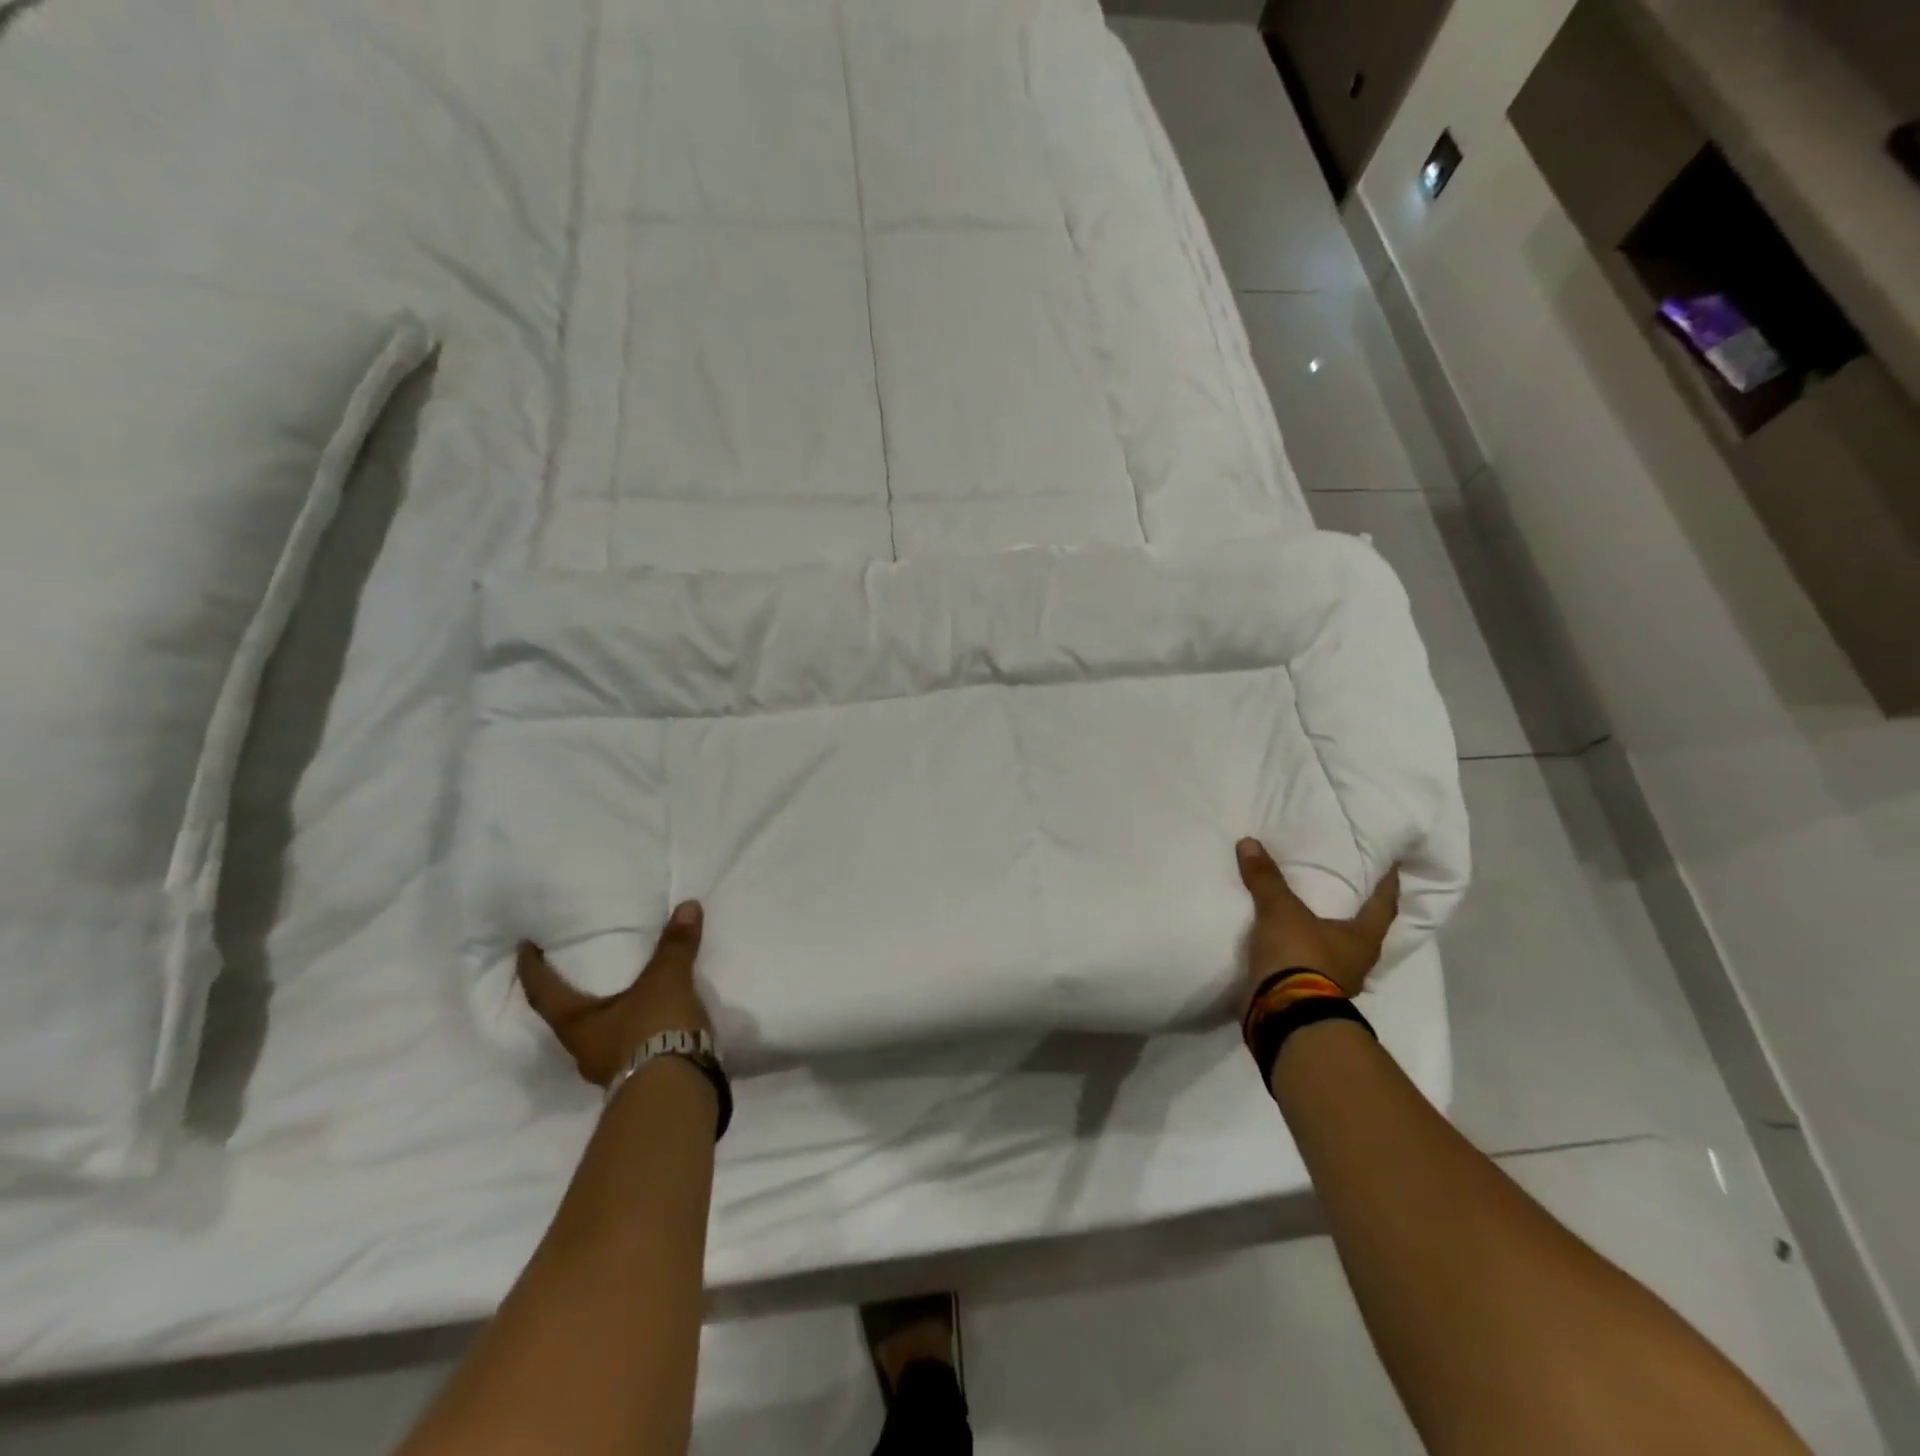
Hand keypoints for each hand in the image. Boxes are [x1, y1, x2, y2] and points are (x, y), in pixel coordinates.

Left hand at [517, 901, 710, 1087]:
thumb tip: (688, 906)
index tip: (524, 947)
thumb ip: (675, 946)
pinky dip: (634, 1029)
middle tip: (574, 967)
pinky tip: (650, 1019)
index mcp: (576, 1024)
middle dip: (570, 994)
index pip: (544, 992)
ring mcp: (609, 1069)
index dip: (532, 968)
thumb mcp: (666, 981)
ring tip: (621, 992)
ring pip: (599, 1035)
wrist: (676, 1093)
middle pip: (567, 1017)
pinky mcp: (637, 1079)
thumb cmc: (653, 1030)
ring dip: (605, 1014)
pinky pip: (628, 1046)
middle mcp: (584, 1049)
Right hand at [1236, 838, 1399, 1000]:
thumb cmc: (1299, 957)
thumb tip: (1249, 842)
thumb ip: (1266, 879)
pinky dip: (1298, 951)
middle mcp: (1356, 962)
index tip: (1392, 865)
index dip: (1387, 884)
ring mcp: (1333, 982)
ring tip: (1306, 911)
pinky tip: (1283, 939)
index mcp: (1362, 940)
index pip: (1383, 905)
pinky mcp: (1308, 994)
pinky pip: (1307, 965)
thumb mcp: (1280, 911)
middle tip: (1342, 884)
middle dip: (1352, 910)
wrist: (1282, 1014)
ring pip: (1333, 950)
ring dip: (1322, 933)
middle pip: (1360, 930)